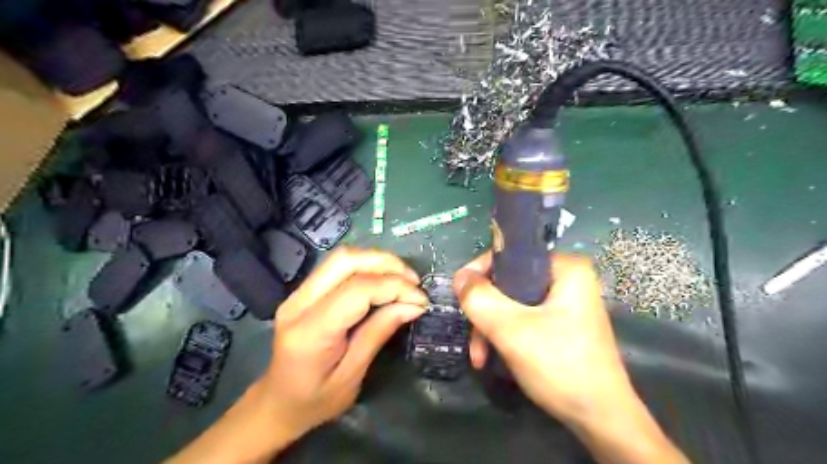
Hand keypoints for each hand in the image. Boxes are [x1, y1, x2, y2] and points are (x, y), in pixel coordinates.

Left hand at [258, 249, 426, 443]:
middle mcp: (299, 303)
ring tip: (404, 280)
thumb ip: (379, 333)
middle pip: (345, 261)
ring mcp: (298, 293)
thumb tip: (413, 305)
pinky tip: (383, 281)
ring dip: (378, 262)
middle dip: (386, 264)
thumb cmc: (314, 401)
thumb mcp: (352, 376)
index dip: (394, 287)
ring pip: (342, 258)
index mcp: (309, 331)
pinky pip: (338, 267)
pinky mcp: (304, 291)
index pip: (357, 290)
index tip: (421, 299)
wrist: (276, 403)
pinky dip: (367, 267)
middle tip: (413, 282)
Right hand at [452, 252, 633, 422]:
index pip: (511, 255)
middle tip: (473, 338)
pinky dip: (505, 336)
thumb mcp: (511, 329)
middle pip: (508, 283)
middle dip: (485, 312)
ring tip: (480, 357)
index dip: (480, 272)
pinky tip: (493, 358)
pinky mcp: (560, 324)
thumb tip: (459, 277)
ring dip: (491, 328)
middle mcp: (567, 279)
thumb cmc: (559, 365)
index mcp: (565, 268)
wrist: (600, 420)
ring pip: (512, 304)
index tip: (461, 295)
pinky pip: (523, 318)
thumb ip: (480, 299)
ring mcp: (564, 303)